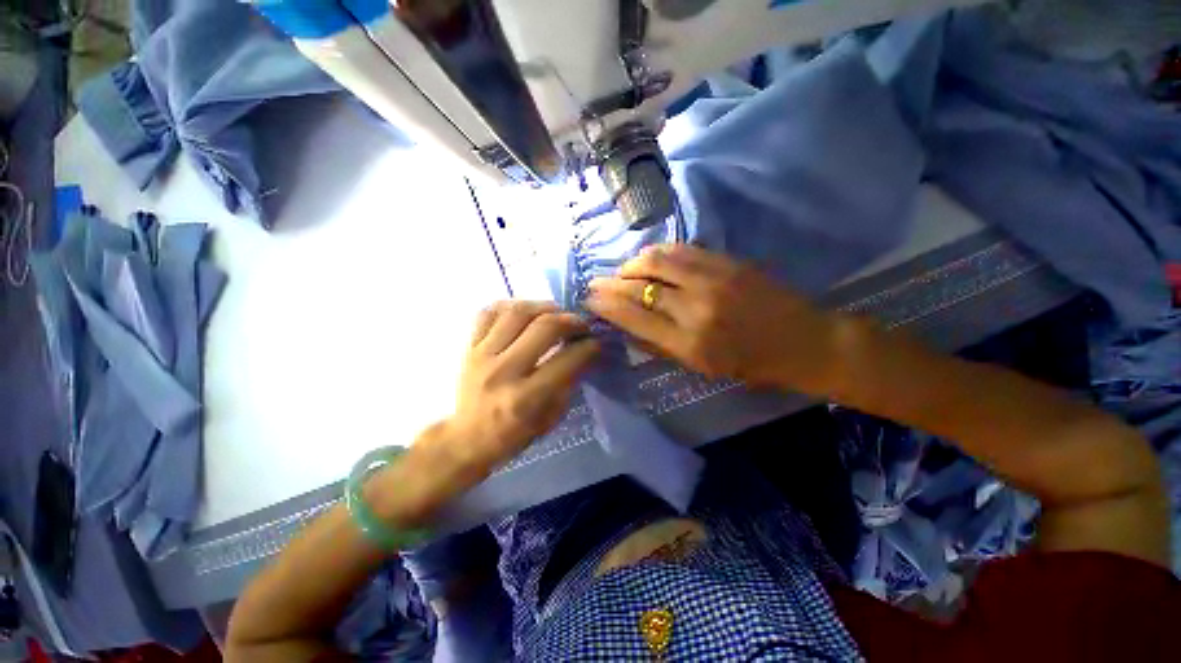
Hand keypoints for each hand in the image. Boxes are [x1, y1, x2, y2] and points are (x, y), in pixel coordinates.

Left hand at [440, 301, 599, 478]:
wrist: (466, 438)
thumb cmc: (513, 434)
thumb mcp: (550, 419)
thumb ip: (568, 384)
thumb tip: (584, 352)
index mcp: (526, 398)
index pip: (566, 359)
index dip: (588, 346)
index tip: (596, 342)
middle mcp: (503, 371)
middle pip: (544, 326)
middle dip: (571, 321)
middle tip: (581, 325)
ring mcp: (482, 355)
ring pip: (517, 312)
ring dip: (544, 307)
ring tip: (556, 314)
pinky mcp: (469, 347)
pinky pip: (489, 312)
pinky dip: (511, 305)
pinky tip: (525, 313)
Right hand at [585, 244, 840, 392]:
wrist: (804, 341)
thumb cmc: (751, 364)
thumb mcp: (701, 368)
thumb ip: (660, 346)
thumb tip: (626, 327)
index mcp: (689, 343)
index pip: (633, 317)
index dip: (606, 306)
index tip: (589, 299)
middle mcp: (695, 308)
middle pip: (639, 287)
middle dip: (610, 284)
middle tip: (596, 282)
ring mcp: (712, 279)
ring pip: (655, 261)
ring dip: (631, 264)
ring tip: (623, 272)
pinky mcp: (726, 261)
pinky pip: (681, 250)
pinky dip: (658, 253)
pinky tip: (649, 259)